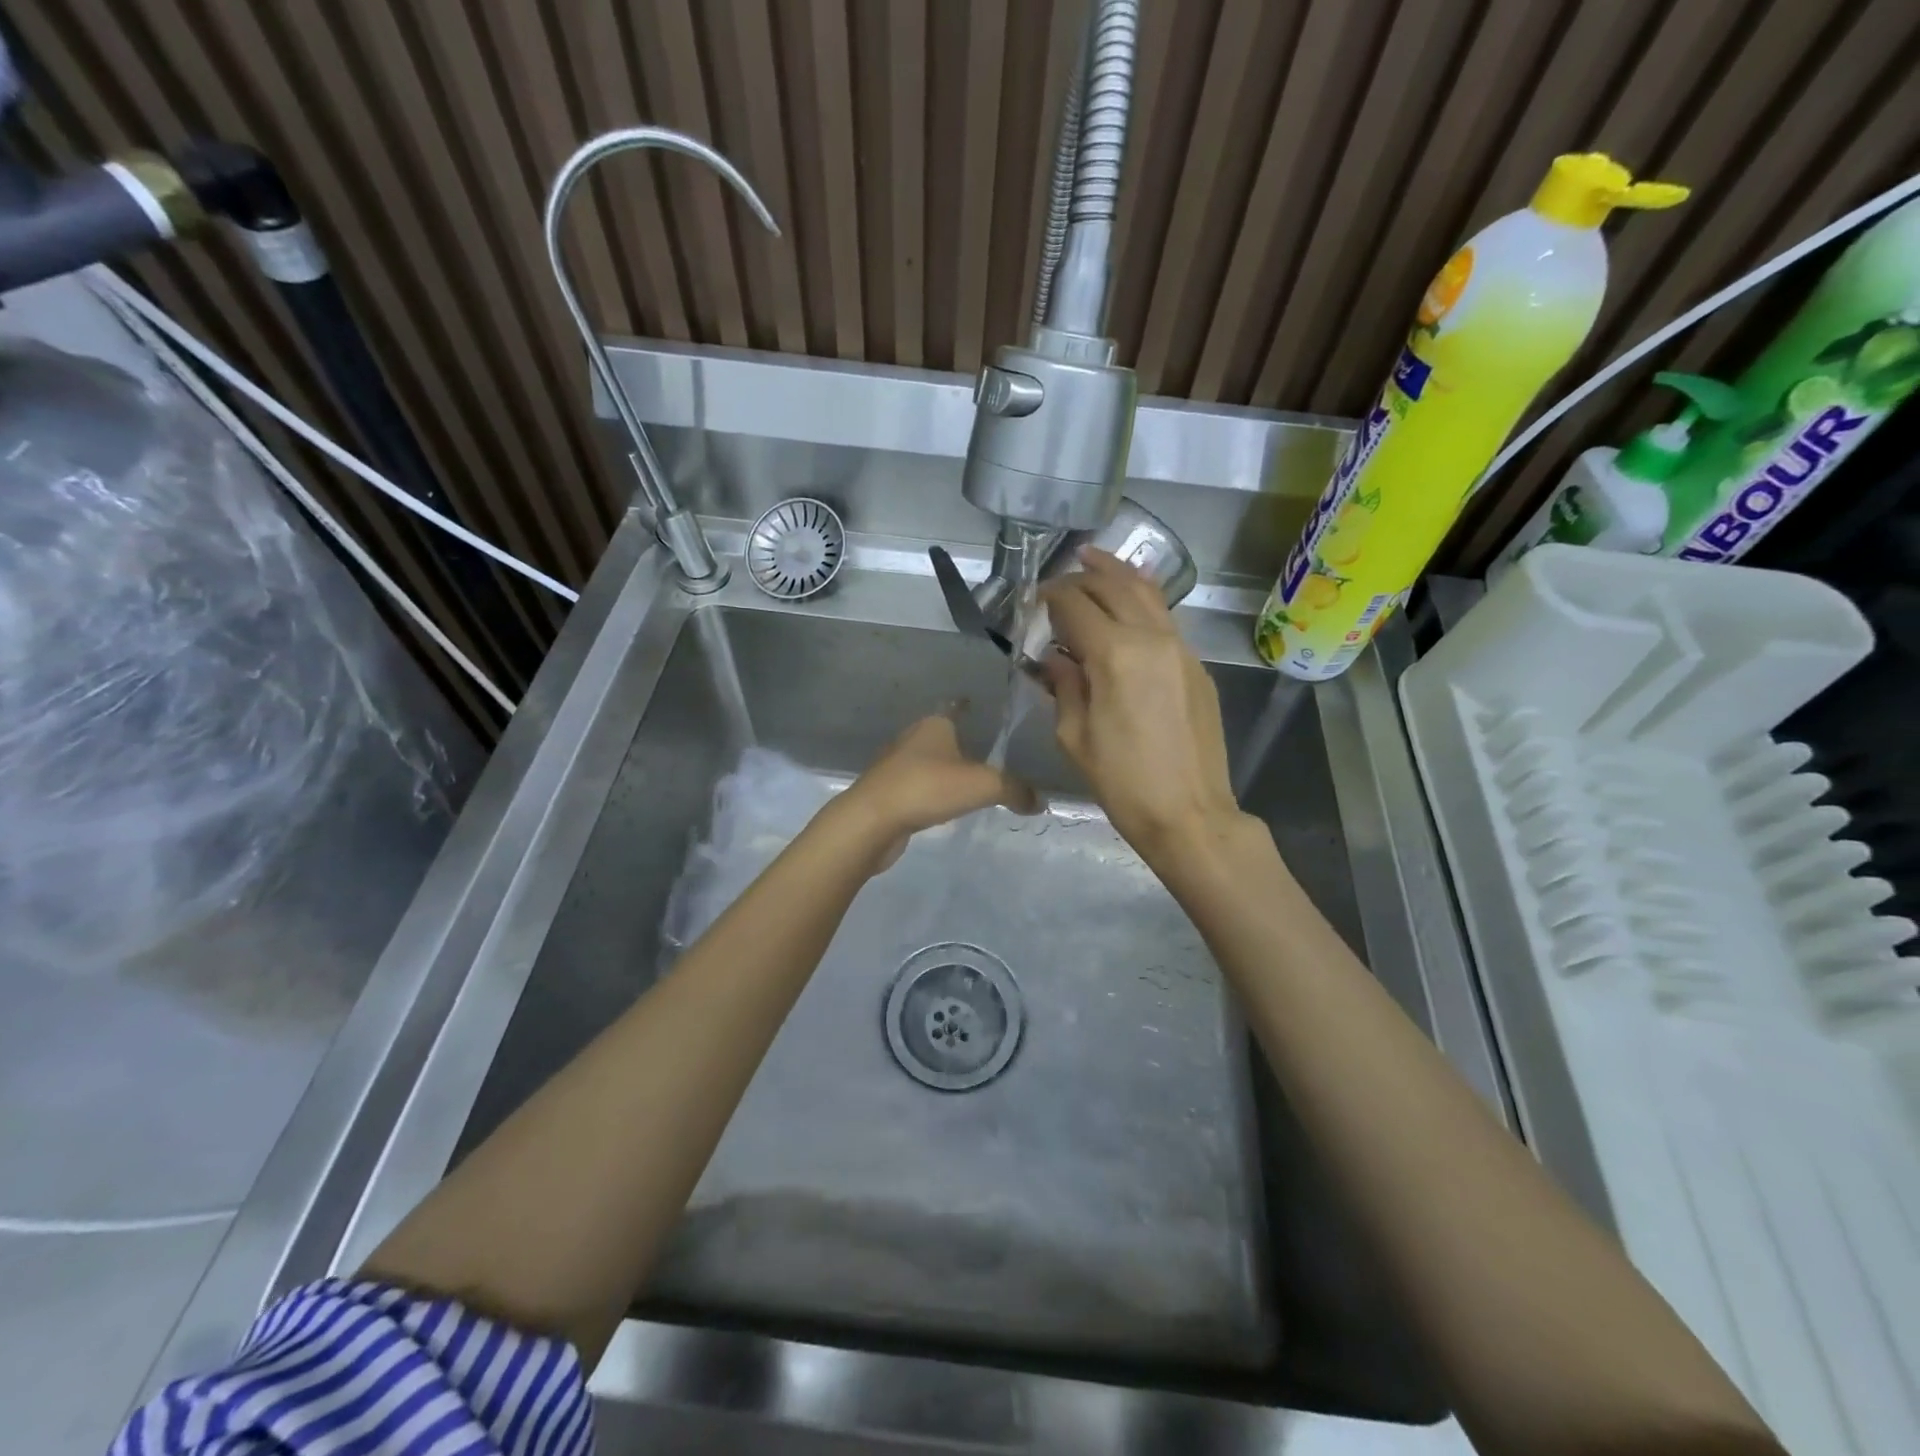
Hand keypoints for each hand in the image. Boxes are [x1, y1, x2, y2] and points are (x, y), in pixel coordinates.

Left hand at [828, 714, 1039, 869]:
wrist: (872, 820)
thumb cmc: (928, 787)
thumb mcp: (984, 785)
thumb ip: (1016, 790)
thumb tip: (1041, 801)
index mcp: (933, 725)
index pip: (955, 708)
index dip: (968, 707)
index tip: (978, 706)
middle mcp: (912, 739)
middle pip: (941, 736)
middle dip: (959, 743)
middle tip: (986, 754)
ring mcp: (895, 766)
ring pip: (927, 763)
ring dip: (944, 770)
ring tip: (968, 782)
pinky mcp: (886, 794)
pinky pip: (917, 788)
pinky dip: (931, 794)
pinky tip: (944, 806)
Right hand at [1040, 549, 1244, 859]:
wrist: (1190, 813)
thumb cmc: (1123, 782)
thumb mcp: (1075, 737)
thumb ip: (1064, 686)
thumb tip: (1055, 659)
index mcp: (1114, 654)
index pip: (1075, 605)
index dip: (1049, 597)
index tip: (1032, 601)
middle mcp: (1151, 638)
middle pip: (1112, 586)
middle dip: (1081, 576)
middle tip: (1058, 582)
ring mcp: (1180, 648)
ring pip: (1147, 592)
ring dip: (1117, 573)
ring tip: (1094, 559)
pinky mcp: (1196, 665)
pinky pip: (1165, 617)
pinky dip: (1142, 599)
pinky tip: (1128, 603)